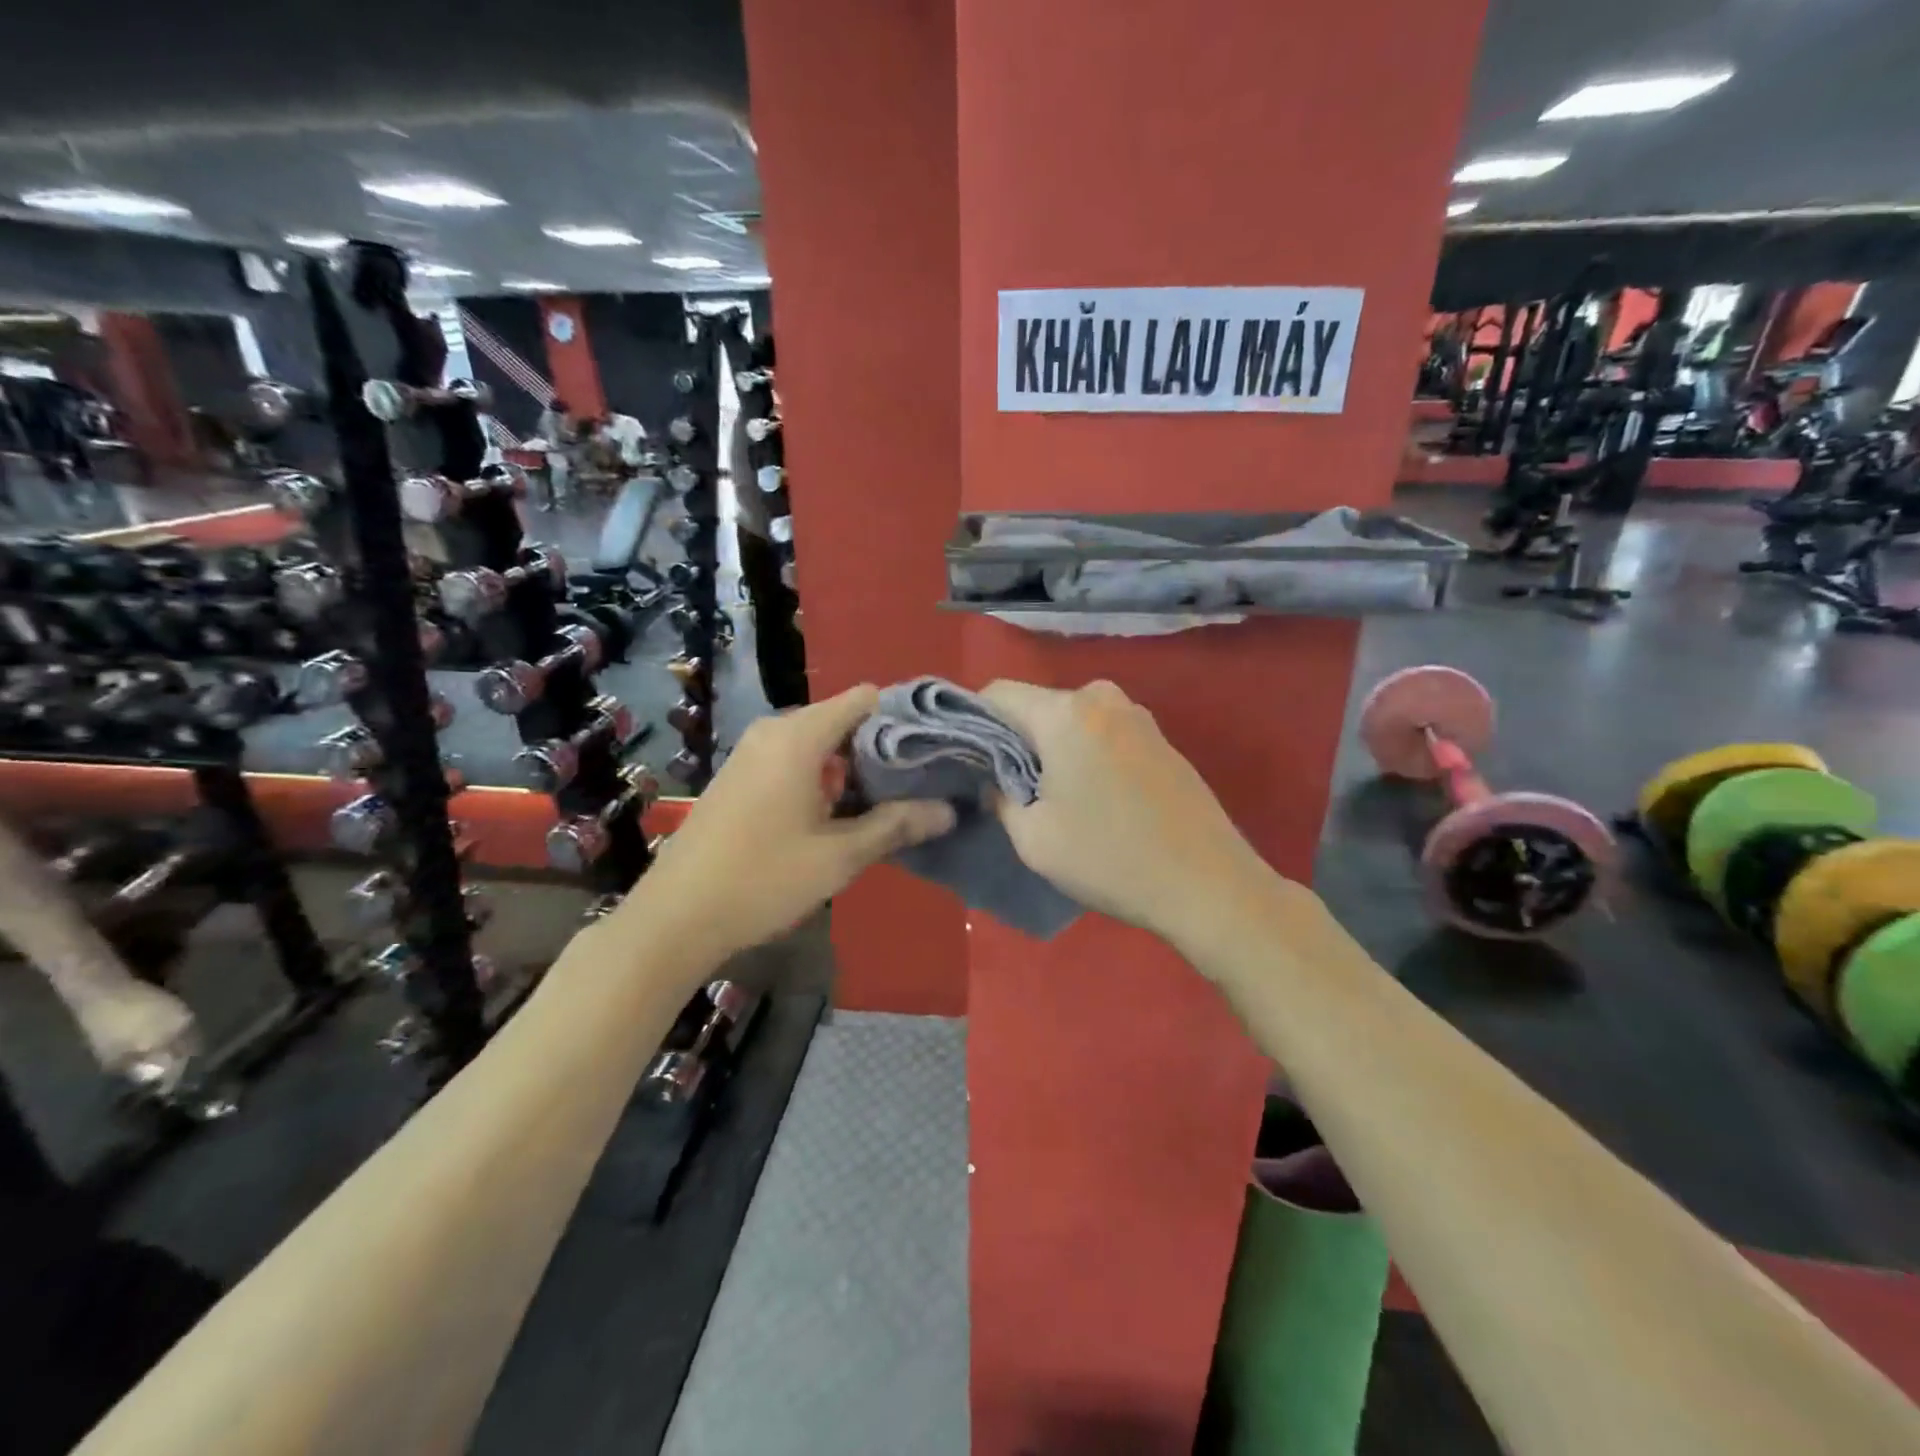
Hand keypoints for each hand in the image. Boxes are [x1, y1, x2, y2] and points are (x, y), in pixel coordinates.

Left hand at [621, 685, 954, 965]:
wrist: (675, 916)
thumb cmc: (763, 878)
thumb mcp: (840, 856)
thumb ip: (896, 825)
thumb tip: (948, 810)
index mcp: (799, 736)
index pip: (864, 699)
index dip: (901, 720)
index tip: (930, 752)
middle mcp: (774, 731)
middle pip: (843, 720)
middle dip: (879, 750)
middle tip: (914, 786)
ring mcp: (751, 752)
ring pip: (818, 743)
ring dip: (850, 769)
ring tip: (883, 805)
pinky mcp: (738, 776)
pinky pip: (793, 760)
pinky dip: (821, 777)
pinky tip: (835, 817)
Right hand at [981, 679, 1279, 950]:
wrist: (1208, 885)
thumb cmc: (1110, 859)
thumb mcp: (1034, 838)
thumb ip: (1000, 796)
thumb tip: (997, 779)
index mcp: (1066, 713)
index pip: (998, 693)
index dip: (974, 722)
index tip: (971, 762)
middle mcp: (1103, 698)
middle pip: (1037, 705)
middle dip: (1017, 739)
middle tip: (1012, 789)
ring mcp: (1138, 716)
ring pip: (1071, 720)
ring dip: (1053, 749)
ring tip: (1056, 798)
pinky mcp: (1161, 739)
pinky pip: (1103, 732)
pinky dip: (1086, 753)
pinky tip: (1097, 799)